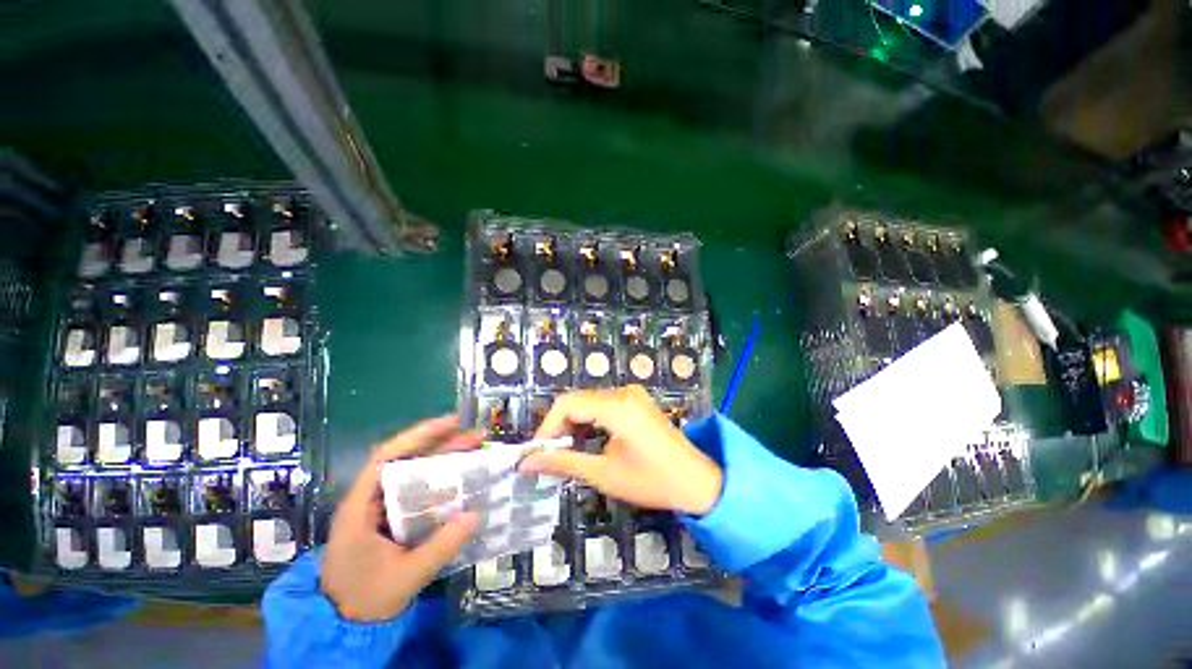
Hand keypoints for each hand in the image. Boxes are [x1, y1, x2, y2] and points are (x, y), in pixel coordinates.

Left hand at [322, 416, 480, 622]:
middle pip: (407, 461)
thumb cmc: (366, 599)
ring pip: (415, 476)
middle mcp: (371, 500)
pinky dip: (441, 483)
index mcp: (362, 506)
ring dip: (445, 462)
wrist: (343, 626)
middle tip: (476, 437)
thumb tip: (477, 514)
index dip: (418, 435)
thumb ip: (441, 546)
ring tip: (476, 451)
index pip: (387, 457)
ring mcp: (383, 510)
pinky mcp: (393, 520)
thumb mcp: (406, 575)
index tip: (451, 423)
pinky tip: (462, 482)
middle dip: (442, 445)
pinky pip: (419, 494)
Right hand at [520, 386, 722, 514]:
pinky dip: (589, 420)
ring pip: (588, 402)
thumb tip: (526, 463)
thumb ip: (563, 463)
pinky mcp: (636, 401)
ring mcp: (632, 394)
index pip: (567, 404)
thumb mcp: (604, 474)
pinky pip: (603, 404)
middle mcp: (623, 392)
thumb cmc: (651, 481)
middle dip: (558, 427)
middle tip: (548, 456)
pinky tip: (585, 441)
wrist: (696, 482)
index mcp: (617, 406)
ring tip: (564, 452)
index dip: (547, 427)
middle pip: (577, 400)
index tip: (536, 453)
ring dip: (573, 424)